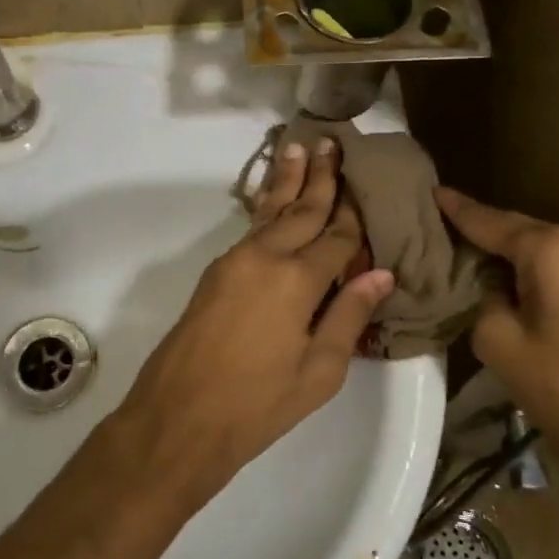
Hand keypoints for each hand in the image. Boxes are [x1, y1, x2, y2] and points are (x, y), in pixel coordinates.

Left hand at [120, 137, 395, 506]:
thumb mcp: (318, 372)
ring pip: (271, 210)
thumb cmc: (257, 404)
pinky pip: (251, 227)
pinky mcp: (216, 271)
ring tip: (300, 148)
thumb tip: (381, 273)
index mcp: (297, 281)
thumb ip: (349, 316)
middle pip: (302, 209)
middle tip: (332, 141)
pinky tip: (274, 196)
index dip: (354, 214)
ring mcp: (235, 260)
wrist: (178, 417)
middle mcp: (266, 257)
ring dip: (289, 180)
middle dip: (321, 176)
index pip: (337, 237)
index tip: (366, 185)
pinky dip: (267, 205)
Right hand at [434, 186, 558, 469]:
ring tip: (467, 250)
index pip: (488, 221)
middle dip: (481, 228)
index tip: (429, 191)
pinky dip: (531, 265)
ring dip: (507, 250)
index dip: (456, 209)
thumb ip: (480, 296)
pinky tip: (508, 273)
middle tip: (440, 225)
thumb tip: (486, 282)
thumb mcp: (498, 341)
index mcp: (549, 247)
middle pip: (517, 228)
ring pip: (540, 245)